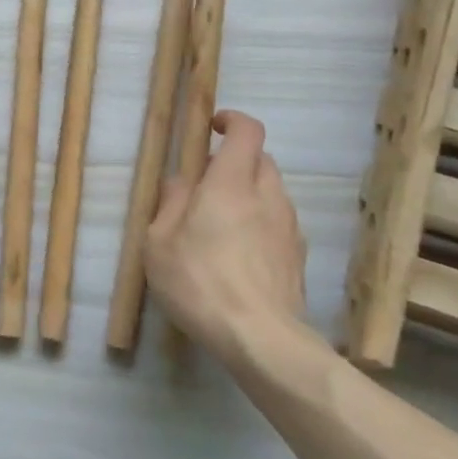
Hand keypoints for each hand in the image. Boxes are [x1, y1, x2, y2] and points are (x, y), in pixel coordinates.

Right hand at [145, 111, 308, 358]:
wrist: (260, 338)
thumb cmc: (198, 282)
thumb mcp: (159, 242)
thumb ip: (170, 203)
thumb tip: (181, 182)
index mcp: (231, 184)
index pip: (248, 131)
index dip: (232, 121)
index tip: (212, 127)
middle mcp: (268, 196)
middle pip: (261, 159)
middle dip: (236, 161)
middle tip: (205, 184)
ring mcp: (289, 226)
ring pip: (272, 191)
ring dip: (248, 193)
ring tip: (219, 224)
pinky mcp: (298, 255)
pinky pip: (278, 222)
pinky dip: (260, 223)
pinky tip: (239, 254)